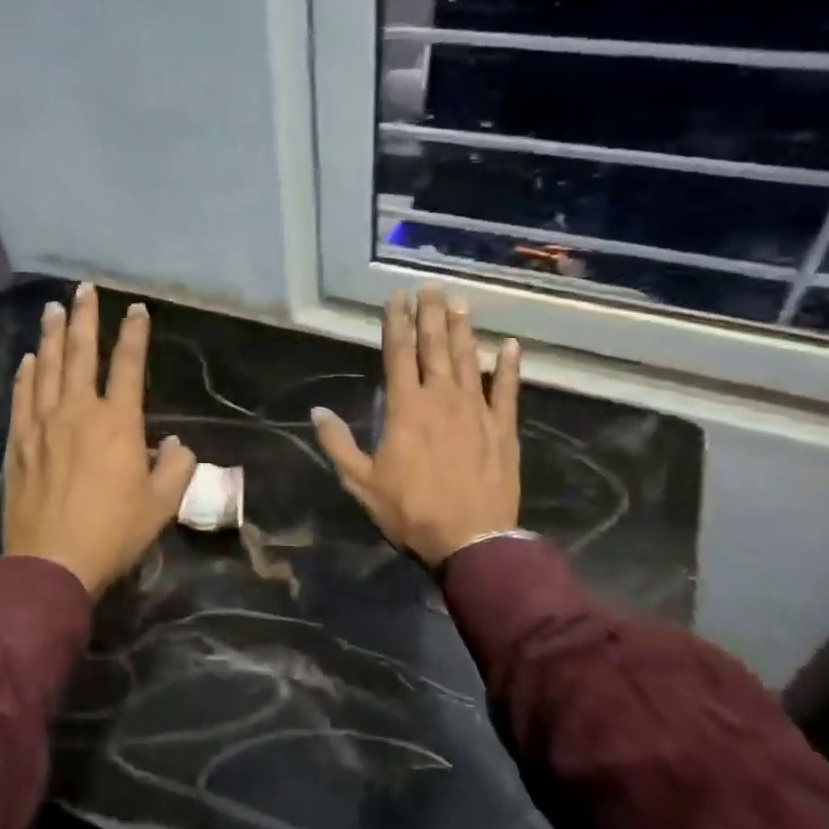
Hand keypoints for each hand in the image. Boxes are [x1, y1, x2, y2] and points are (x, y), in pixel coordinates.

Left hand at [5, 284, 198, 596]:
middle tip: (83, 289)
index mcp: (118, 424)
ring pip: (47, 368)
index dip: (134, 334)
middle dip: (85, 318)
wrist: (51, 563)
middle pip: (81, 354)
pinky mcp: (18, 443)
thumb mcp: (161, 505)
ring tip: (52, 309)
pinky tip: (29, 359)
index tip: (135, 309)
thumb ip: (175, 468)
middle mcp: (78, 413)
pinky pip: (22, 397)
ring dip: (52, 335)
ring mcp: (42, 425)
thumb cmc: (113, 533)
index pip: (128, 366)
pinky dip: (26, 374)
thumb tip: (174, 445)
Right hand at [311, 287, 521, 567]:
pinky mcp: (503, 429)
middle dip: (430, 314)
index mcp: (406, 408)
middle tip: (430, 287)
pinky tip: (511, 346)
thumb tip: (317, 412)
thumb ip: (338, 444)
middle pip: (435, 347)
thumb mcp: (361, 482)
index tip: (397, 296)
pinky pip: (507, 390)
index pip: (398, 353)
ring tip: (460, 303)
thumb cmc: (410, 511)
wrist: (471, 542)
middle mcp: (442, 398)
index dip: (396, 322)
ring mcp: (476, 411)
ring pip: (469, 360)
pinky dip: (508, 367)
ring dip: (464, 330)